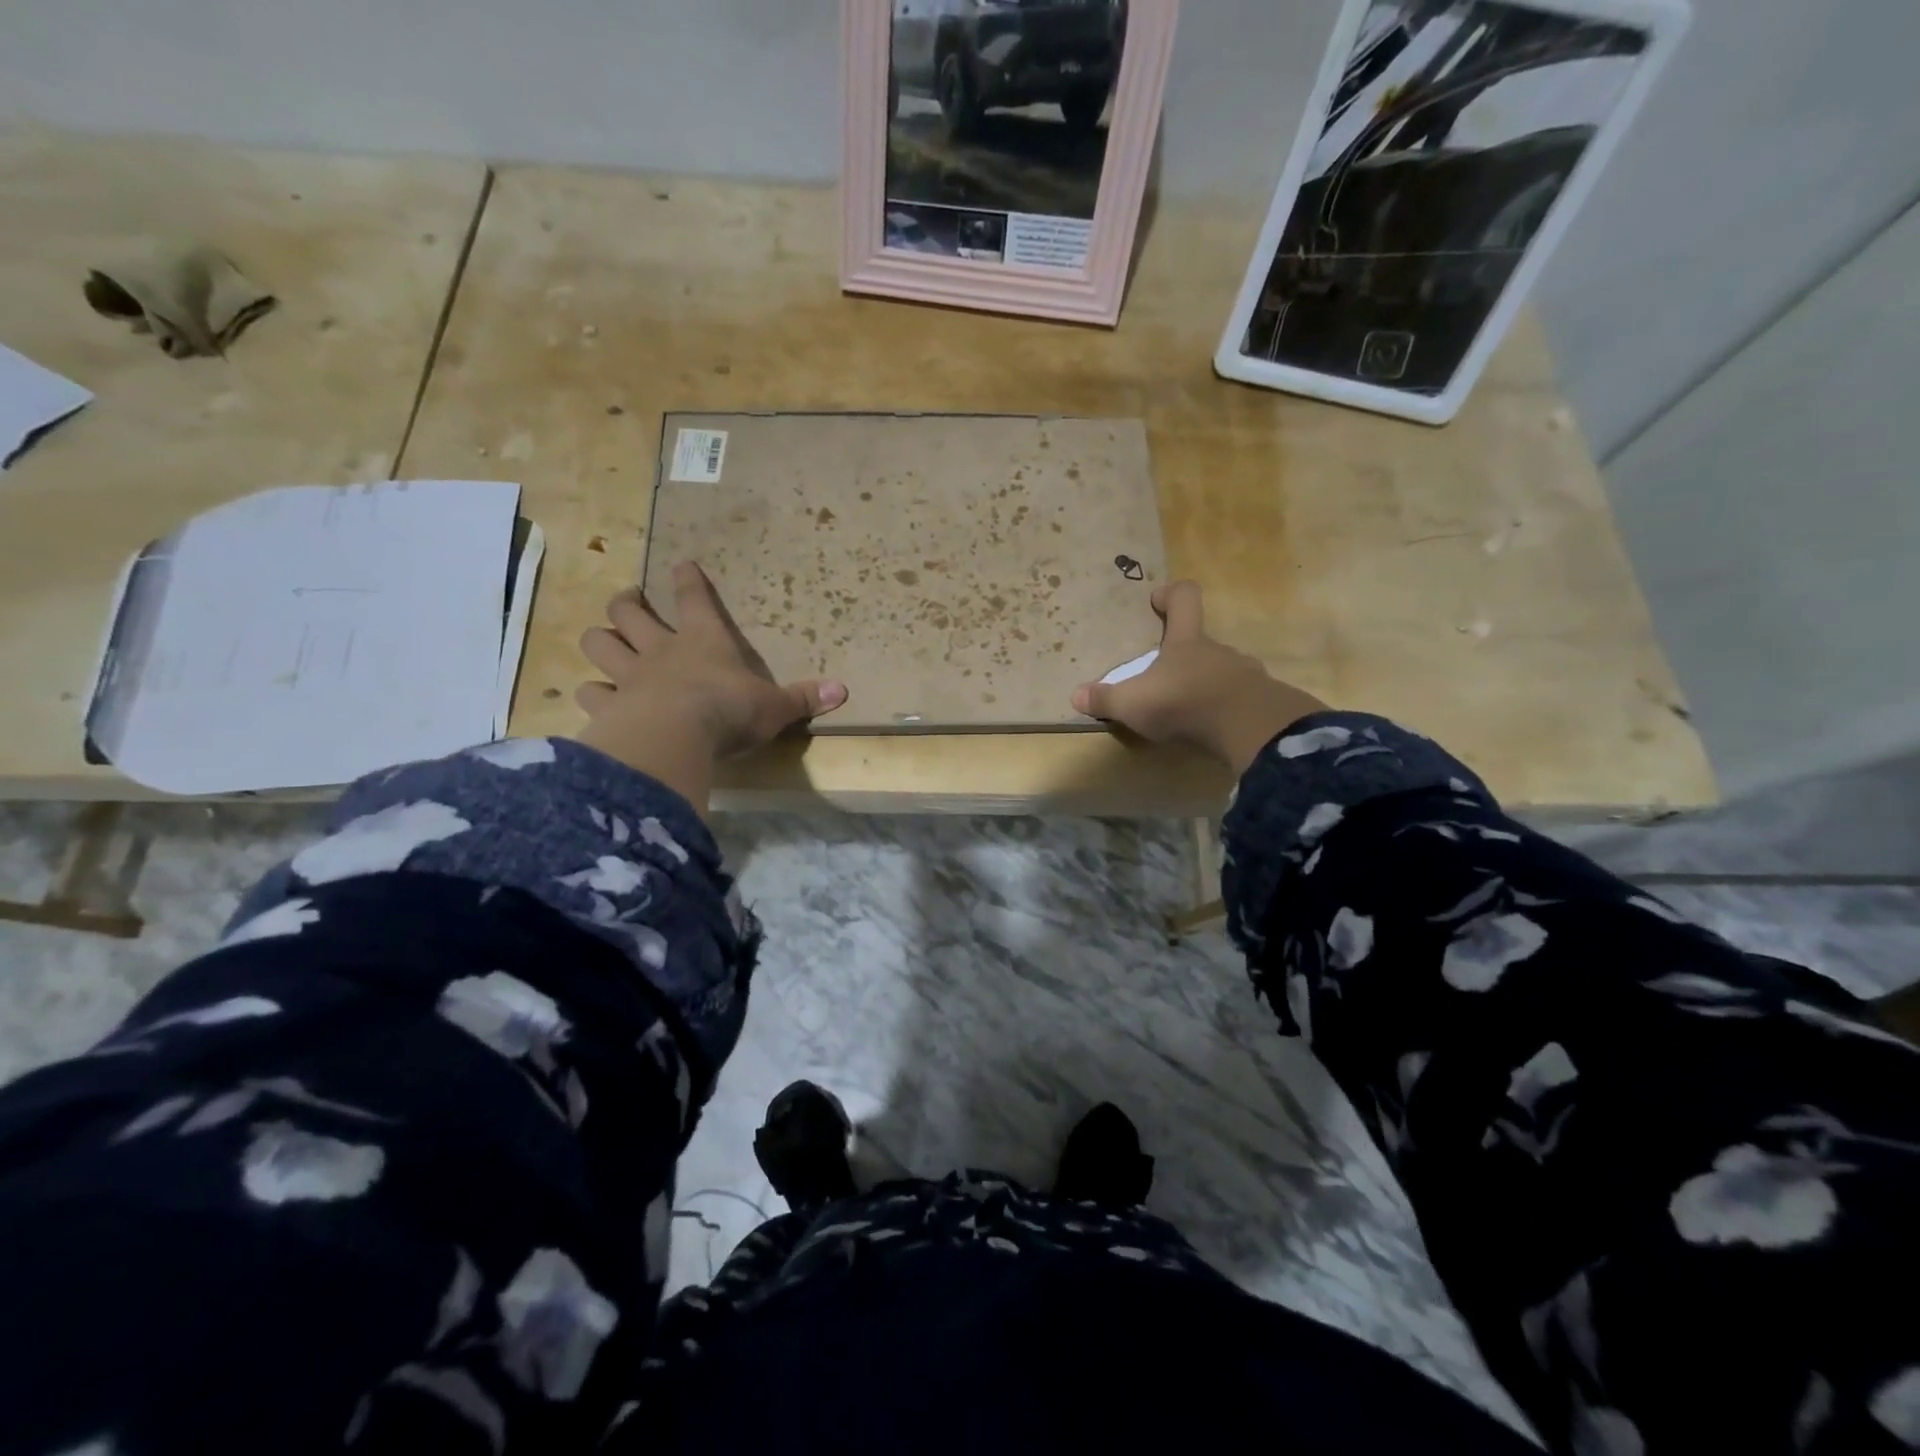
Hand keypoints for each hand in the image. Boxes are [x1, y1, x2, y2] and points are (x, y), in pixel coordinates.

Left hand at [575, 561, 846, 808]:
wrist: (677, 736)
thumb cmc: (730, 712)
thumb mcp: (775, 707)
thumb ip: (803, 698)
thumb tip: (844, 690)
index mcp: (703, 641)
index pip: (694, 600)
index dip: (688, 580)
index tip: (681, 565)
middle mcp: (660, 650)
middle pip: (628, 613)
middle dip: (626, 603)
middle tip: (628, 600)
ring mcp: (629, 676)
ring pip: (598, 644)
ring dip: (599, 641)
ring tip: (602, 643)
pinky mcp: (609, 707)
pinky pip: (590, 693)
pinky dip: (591, 694)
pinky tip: (594, 699)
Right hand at [1071, 580, 1326, 774]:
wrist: (1250, 729)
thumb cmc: (1185, 703)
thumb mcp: (1134, 704)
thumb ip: (1106, 699)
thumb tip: (1076, 695)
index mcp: (1187, 641)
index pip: (1185, 598)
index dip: (1171, 594)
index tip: (1157, 601)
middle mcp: (1218, 650)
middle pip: (1202, 640)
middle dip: (1183, 654)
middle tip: (1163, 676)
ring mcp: (1246, 674)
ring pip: (1222, 670)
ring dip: (1206, 683)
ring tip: (1188, 707)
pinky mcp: (1262, 701)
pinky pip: (1241, 698)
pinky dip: (1226, 708)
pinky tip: (1214, 728)